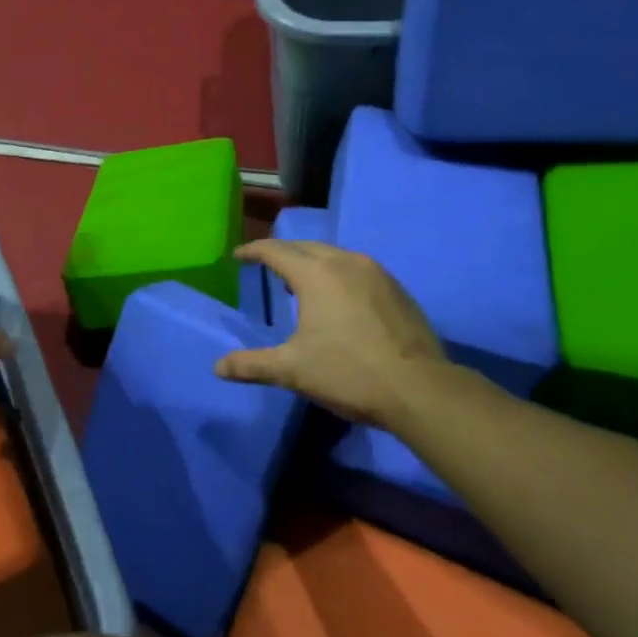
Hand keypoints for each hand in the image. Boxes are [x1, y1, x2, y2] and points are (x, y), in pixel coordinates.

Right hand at [215, 239, 446, 427]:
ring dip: (313, 262)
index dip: (253, 251)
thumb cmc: (348, 372)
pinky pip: (358, 269)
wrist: (419, 389)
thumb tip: (218, 368)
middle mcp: (345, 262)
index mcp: (315, 274)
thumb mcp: (292, 370)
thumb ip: (252, 365)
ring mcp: (376, 273)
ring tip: (301, 281)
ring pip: (335, 255)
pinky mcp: (398, 289)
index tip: (239, 256)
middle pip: (305, 247)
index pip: (275, 251)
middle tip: (268, 267)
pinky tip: (340, 298)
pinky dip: (339, 274)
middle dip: (283, 253)